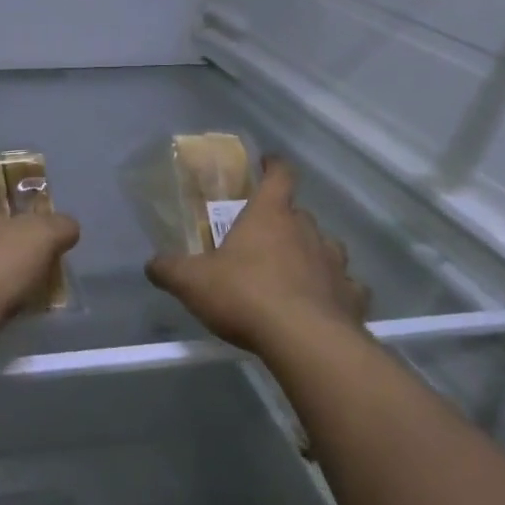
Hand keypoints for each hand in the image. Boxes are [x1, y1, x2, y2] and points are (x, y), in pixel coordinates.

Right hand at [144, 156, 368, 354]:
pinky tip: (324, 305)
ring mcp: (335, 263)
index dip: (274, 166)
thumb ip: (169, 269)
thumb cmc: (245, 295)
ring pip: (327, 247)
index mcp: (270, 215)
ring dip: (313, 253)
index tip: (267, 163)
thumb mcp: (192, 282)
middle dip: (285, 220)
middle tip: (264, 236)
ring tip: (295, 271)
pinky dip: (337, 291)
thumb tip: (152, 264)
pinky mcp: (352, 297)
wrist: (304, 341)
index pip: (280, 175)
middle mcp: (307, 231)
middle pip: (300, 214)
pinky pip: (347, 287)